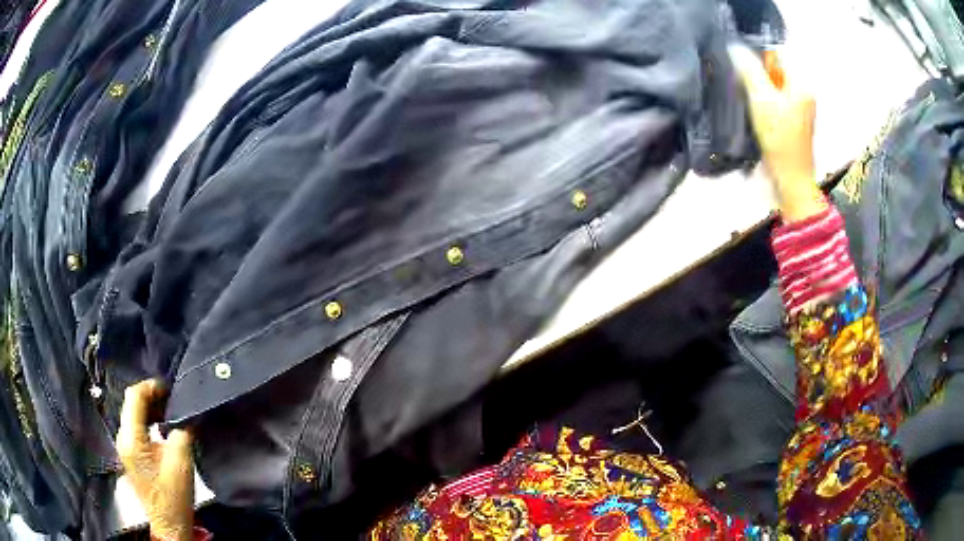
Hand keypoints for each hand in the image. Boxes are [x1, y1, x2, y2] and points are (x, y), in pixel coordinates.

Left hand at [116, 380, 194, 540]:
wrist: (169, 524)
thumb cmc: (174, 495)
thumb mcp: (181, 461)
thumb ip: (182, 431)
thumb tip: (187, 412)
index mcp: (131, 438)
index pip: (134, 396)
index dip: (152, 387)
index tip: (171, 387)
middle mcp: (122, 437)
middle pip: (132, 403)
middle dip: (152, 396)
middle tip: (174, 398)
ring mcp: (124, 446)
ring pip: (133, 413)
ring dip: (151, 408)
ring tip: (171, 410)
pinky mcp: (130, 453)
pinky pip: (136, 426)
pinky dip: (149, 420)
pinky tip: (163, 426)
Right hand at [729, 45, 825, 221]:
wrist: (790, 181)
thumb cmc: (780, 139)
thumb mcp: (762, 100)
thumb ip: (749, 70)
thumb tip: (734, 47)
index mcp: (801, 84)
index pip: (777, 54)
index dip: (757, 54)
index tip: (740, 63)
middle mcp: (802, 92)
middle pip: (774, 70)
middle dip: (756, 72)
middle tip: (740, 81)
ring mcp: (797, 108)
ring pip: (772, 86)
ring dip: (756, 88)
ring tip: (744, 96)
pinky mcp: (790, 121)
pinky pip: (773, 101)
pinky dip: (761, 101)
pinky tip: (752, 110)